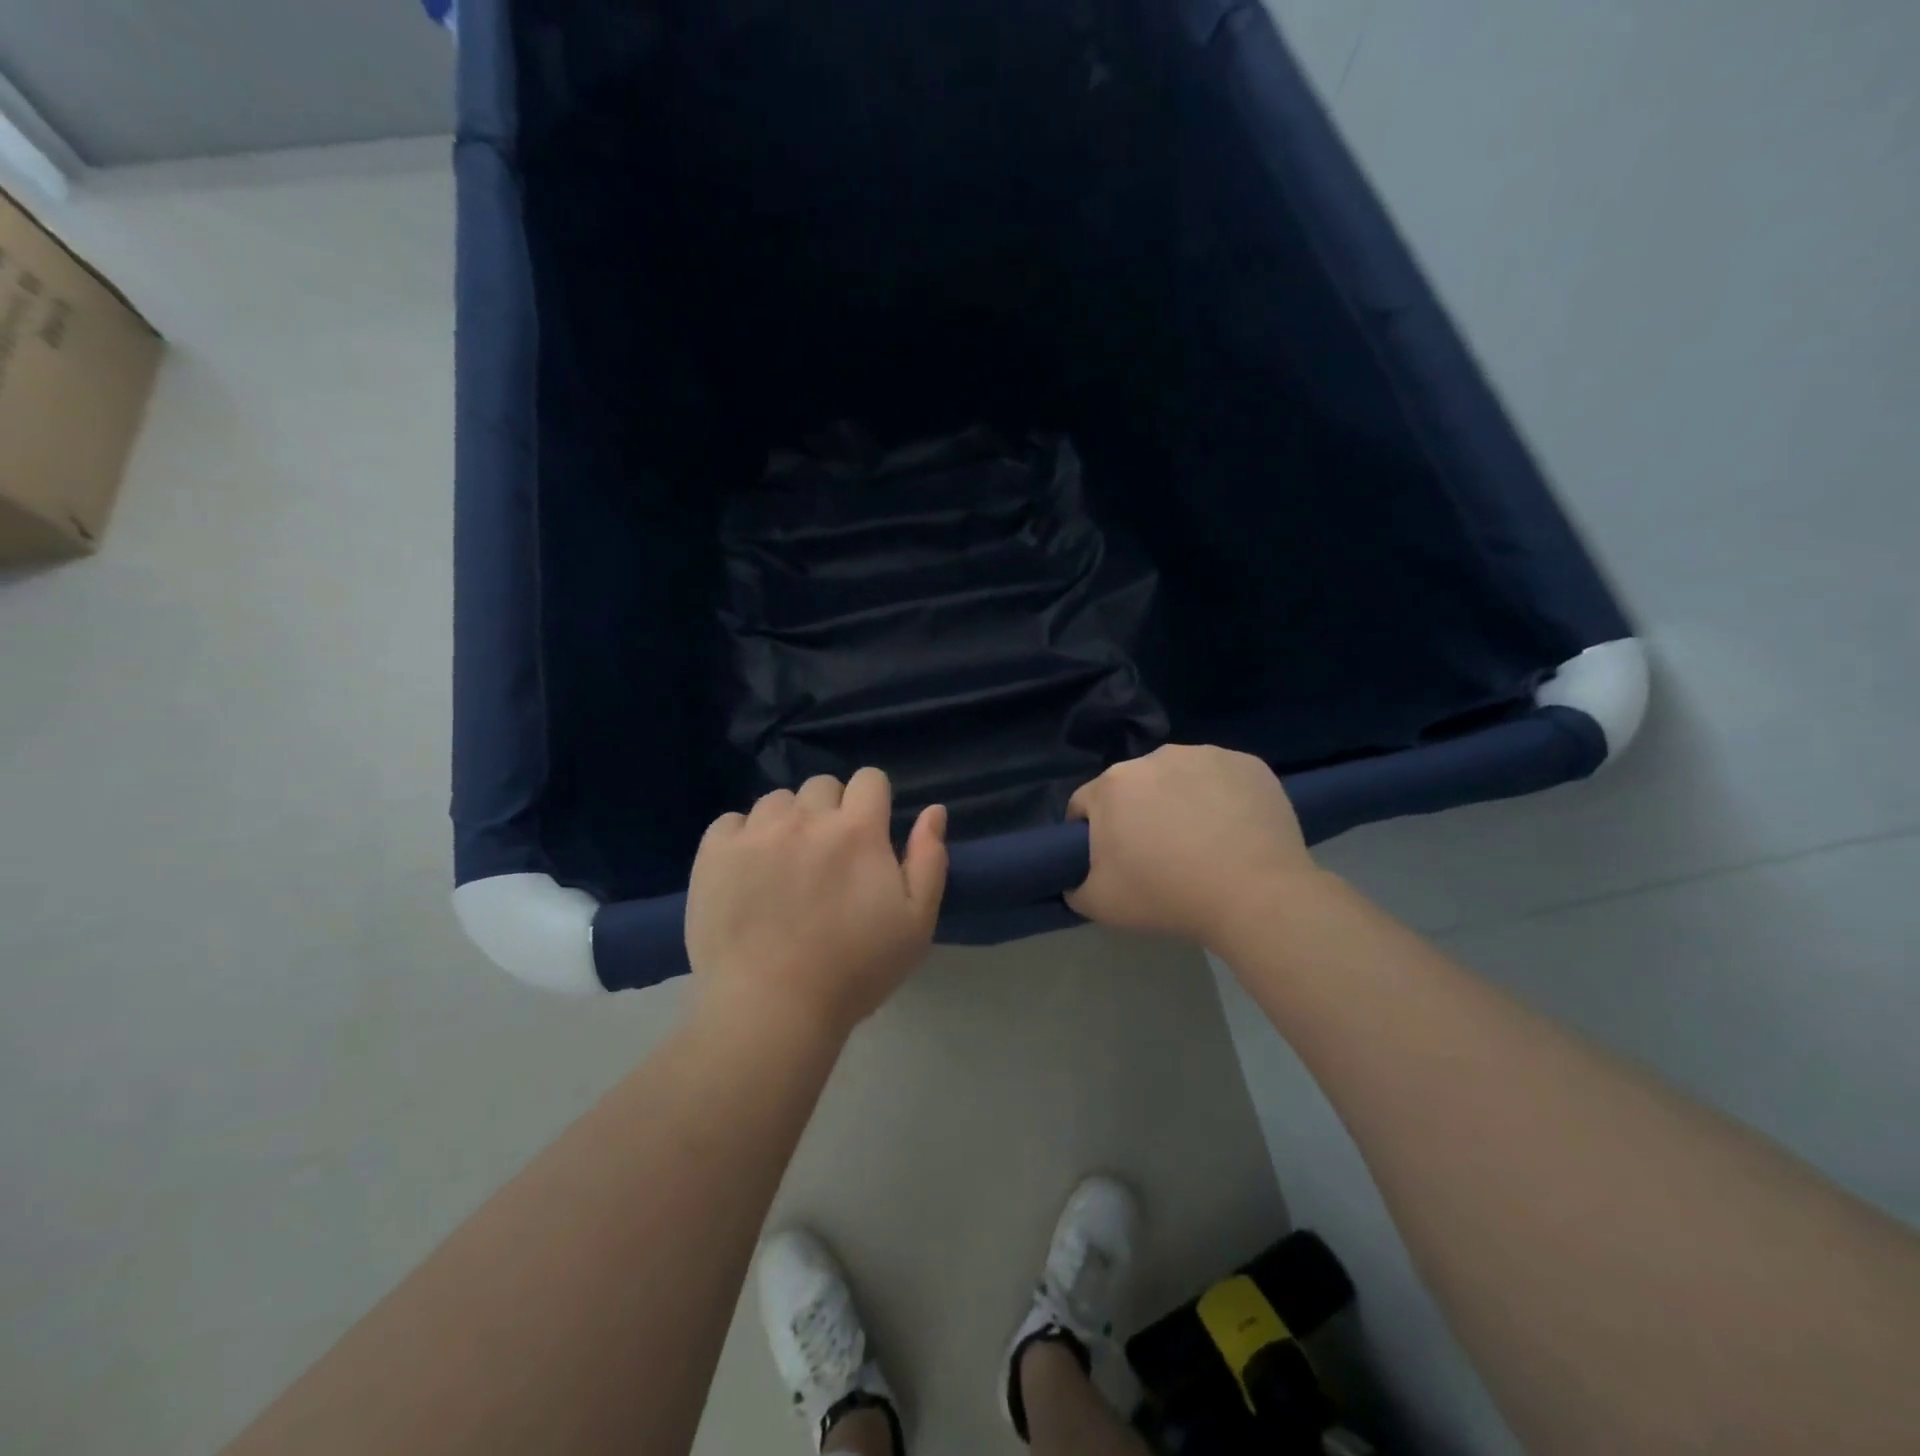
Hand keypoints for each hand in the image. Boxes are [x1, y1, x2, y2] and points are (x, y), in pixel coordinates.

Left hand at [685, 769, 947, 1039]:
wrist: (770, 1009)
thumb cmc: (854, 971)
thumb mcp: (916, 923)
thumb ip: (928, 860)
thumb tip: (933, 810)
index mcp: (858, 830)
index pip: (869, 778)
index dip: (872, 801)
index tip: (868, 833)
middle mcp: (806, 818)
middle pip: (821, 785)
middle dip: (830, 810)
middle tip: (827, 856)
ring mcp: (756, 833)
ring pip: (776, 801)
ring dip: (786, 822)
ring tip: (783, 865)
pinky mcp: (714, 853)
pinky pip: (731, 821)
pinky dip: (742, 838)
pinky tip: (746, 872)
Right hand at [1066, 744, 1317, 944]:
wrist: (1256, 896)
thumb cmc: (1168, 896)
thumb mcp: (1099, 905)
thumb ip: (1073, 886)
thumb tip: (1074, 877)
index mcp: (1112, 785)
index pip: (1085, 805)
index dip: (1091, 834)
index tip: (1111, 861)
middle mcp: (1154, 757)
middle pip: (1132, 787)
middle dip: (1137, 814)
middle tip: (1159, 855)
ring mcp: (1205, 755)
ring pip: (1178, 777)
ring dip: (1179, 800)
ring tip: (1203, 842)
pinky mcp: (1247, 763)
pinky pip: (1221, 777)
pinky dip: (1221, 797)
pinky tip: (1234, 830)